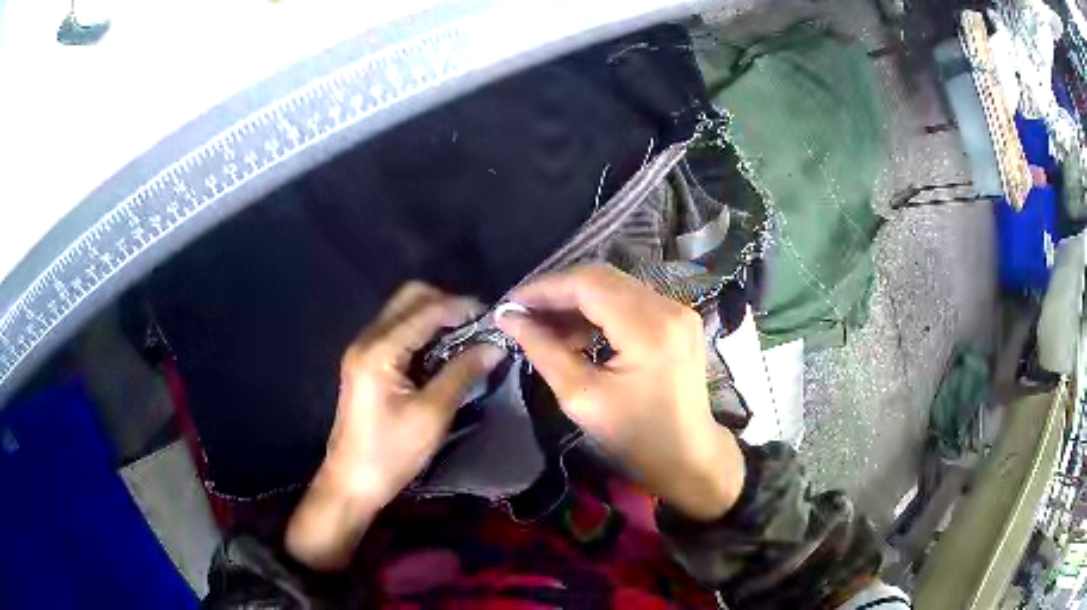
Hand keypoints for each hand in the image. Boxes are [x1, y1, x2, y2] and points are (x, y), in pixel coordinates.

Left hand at [286, 282, 502, 569]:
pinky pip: (397, 331)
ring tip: (466, 338)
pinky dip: (423, 332)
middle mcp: (367, 339)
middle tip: (478, 327)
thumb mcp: (432, 415)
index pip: (426, 309)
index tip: (495, 319)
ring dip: (435, 317)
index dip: (463, 308)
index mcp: (380, 350)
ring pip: (403, 312)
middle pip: (410, 298)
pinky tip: (442, 352)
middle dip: (447, 304)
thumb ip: (462, 373)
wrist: (351, 482)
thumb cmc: (391, 453)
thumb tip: (495, 345)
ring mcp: (362, 349)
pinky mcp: (365, 363)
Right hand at [496, 265, 743, 520]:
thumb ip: (543, 350)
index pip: (588, 284)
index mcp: (648, 328)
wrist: (688, 455)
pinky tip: (574, 332)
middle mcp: (668, 307)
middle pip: (602, 278)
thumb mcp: (582, 398)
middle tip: (522, 313)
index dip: (544, 288)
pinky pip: (629, 300)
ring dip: (576, 301)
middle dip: (557, 292)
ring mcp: (678, 309)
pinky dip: (598, 311)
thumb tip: (509, 318)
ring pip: (614, 287)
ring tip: (542, 326)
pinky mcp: (678, 318)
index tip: (510, 304)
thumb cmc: (635, 436)